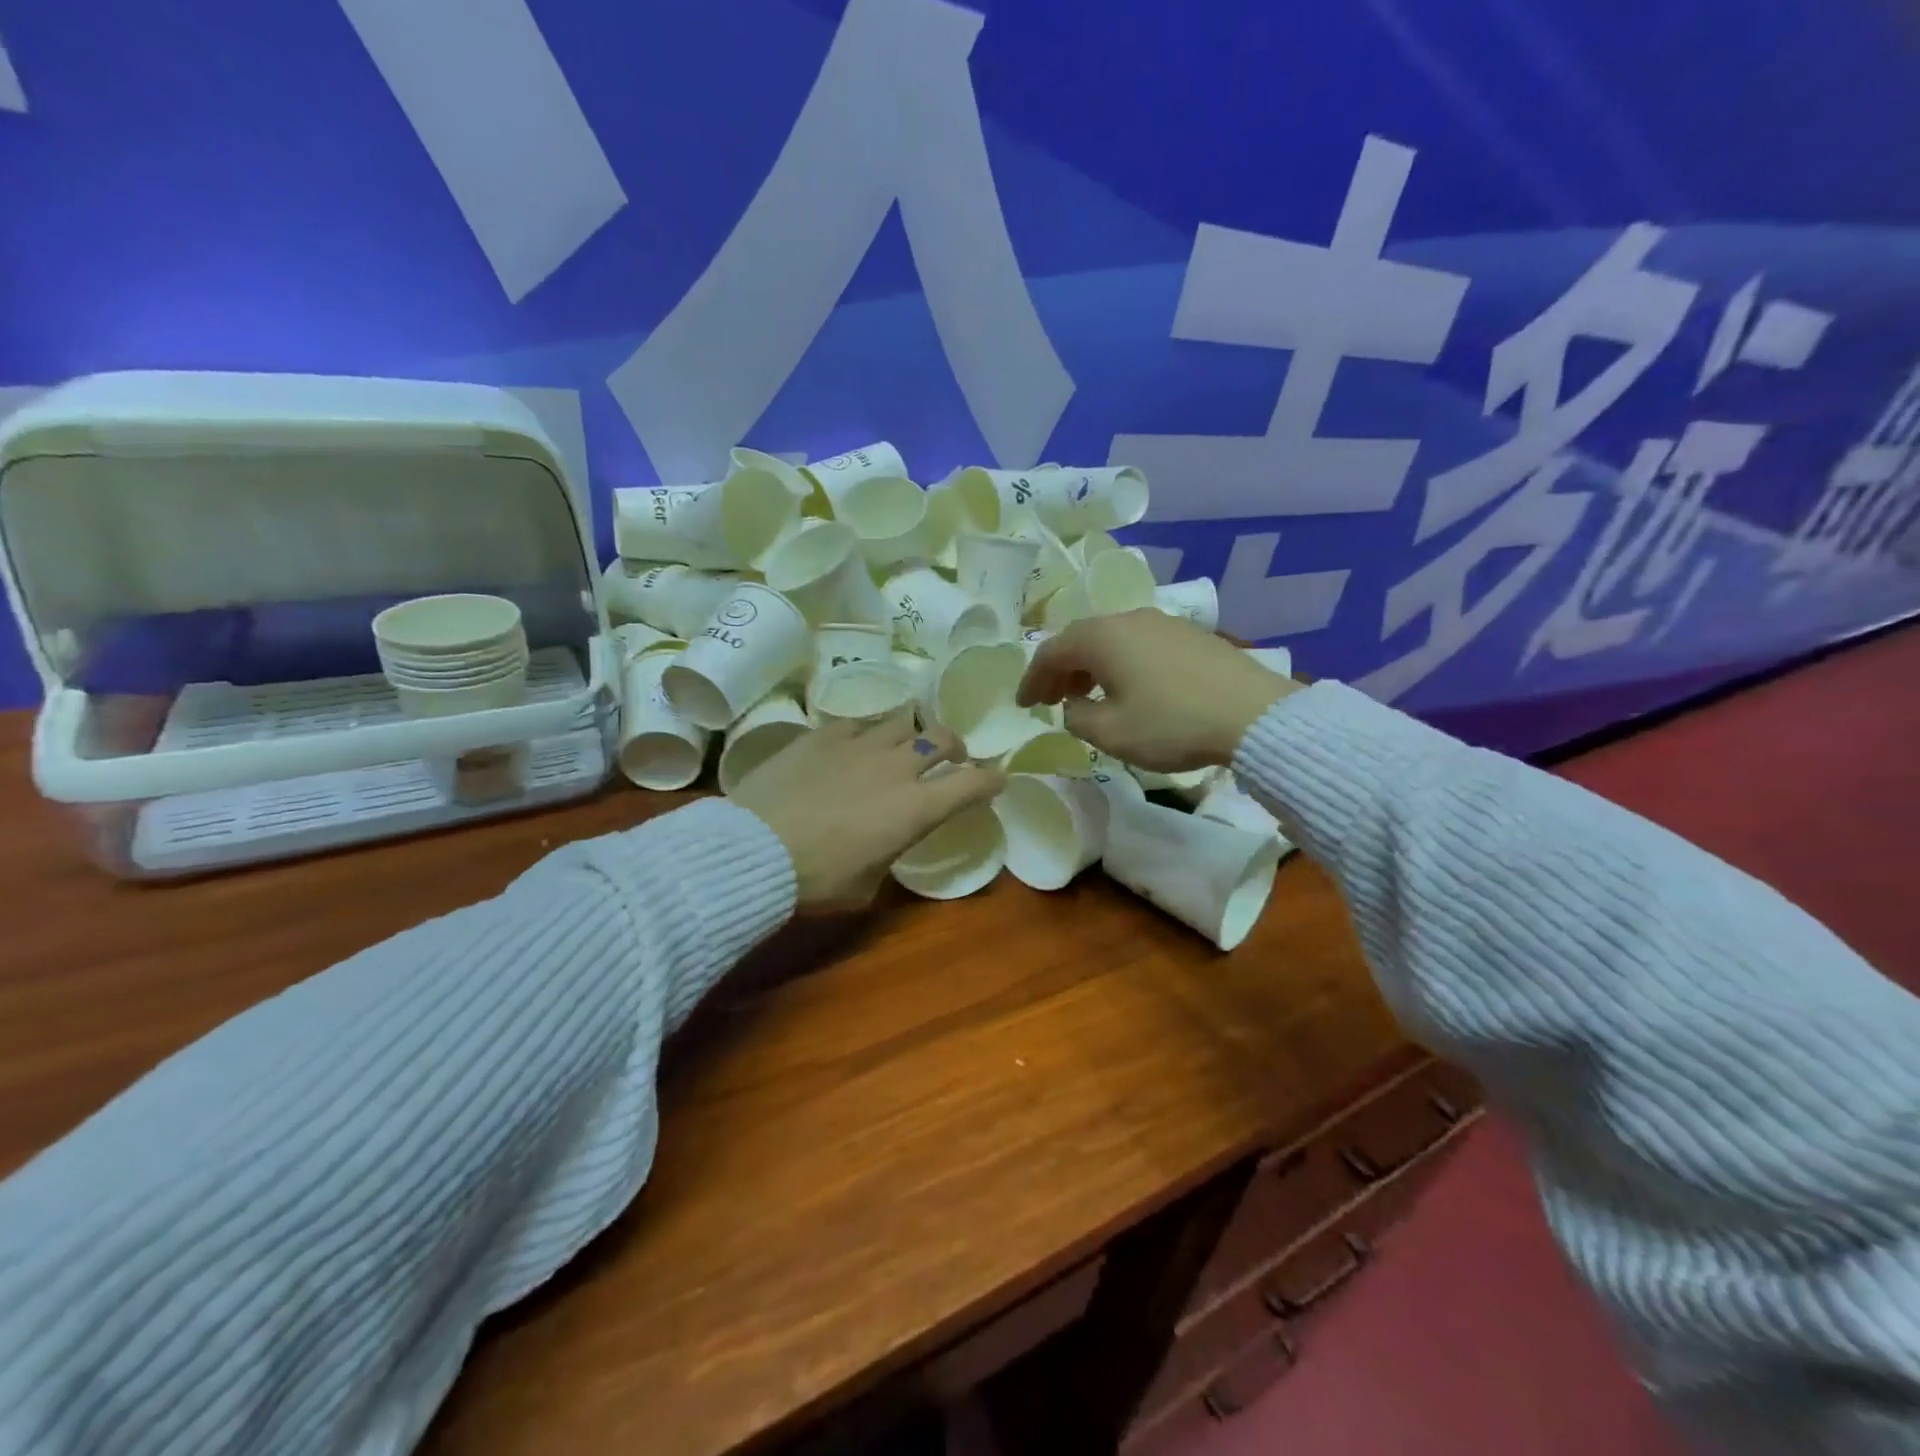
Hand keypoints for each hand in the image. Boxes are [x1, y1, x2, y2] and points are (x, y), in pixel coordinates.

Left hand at [729, 713, 1004, 912]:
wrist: (754, 848)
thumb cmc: (816, 879)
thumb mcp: (866, 885)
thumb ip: (888, 854)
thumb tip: (884, 842)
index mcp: (916, 809)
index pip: (972, 784)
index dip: (991, 779)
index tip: (997, 778)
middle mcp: (897, 767)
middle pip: (943, 737)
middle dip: (955, 746)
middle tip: (949, 758)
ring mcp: (859, 744)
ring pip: (903, 719)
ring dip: (913, 731)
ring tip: (904, 742)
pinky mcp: (823, 734)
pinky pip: (859, 722)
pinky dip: (868, 732)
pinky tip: (856, 744)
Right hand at [1017, 609, 1299, 772]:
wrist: (1253, 715)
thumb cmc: (1171, 724)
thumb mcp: (1111, 733)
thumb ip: (1077, 717)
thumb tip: (1074, 706)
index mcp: (1102, 637)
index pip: (1051, 652)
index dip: (1031, 679)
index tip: (1022, 705)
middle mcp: (1128, 619)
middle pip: (1081, 640)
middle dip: (1060, 671)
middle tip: (1050, 699)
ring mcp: (1163, 623)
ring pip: (1112, 641)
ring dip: (1091, 667)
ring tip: (1087, 696)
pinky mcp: (1190, 636)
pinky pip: (1140, 645)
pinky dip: (1122, 664)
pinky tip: (1130, 689)